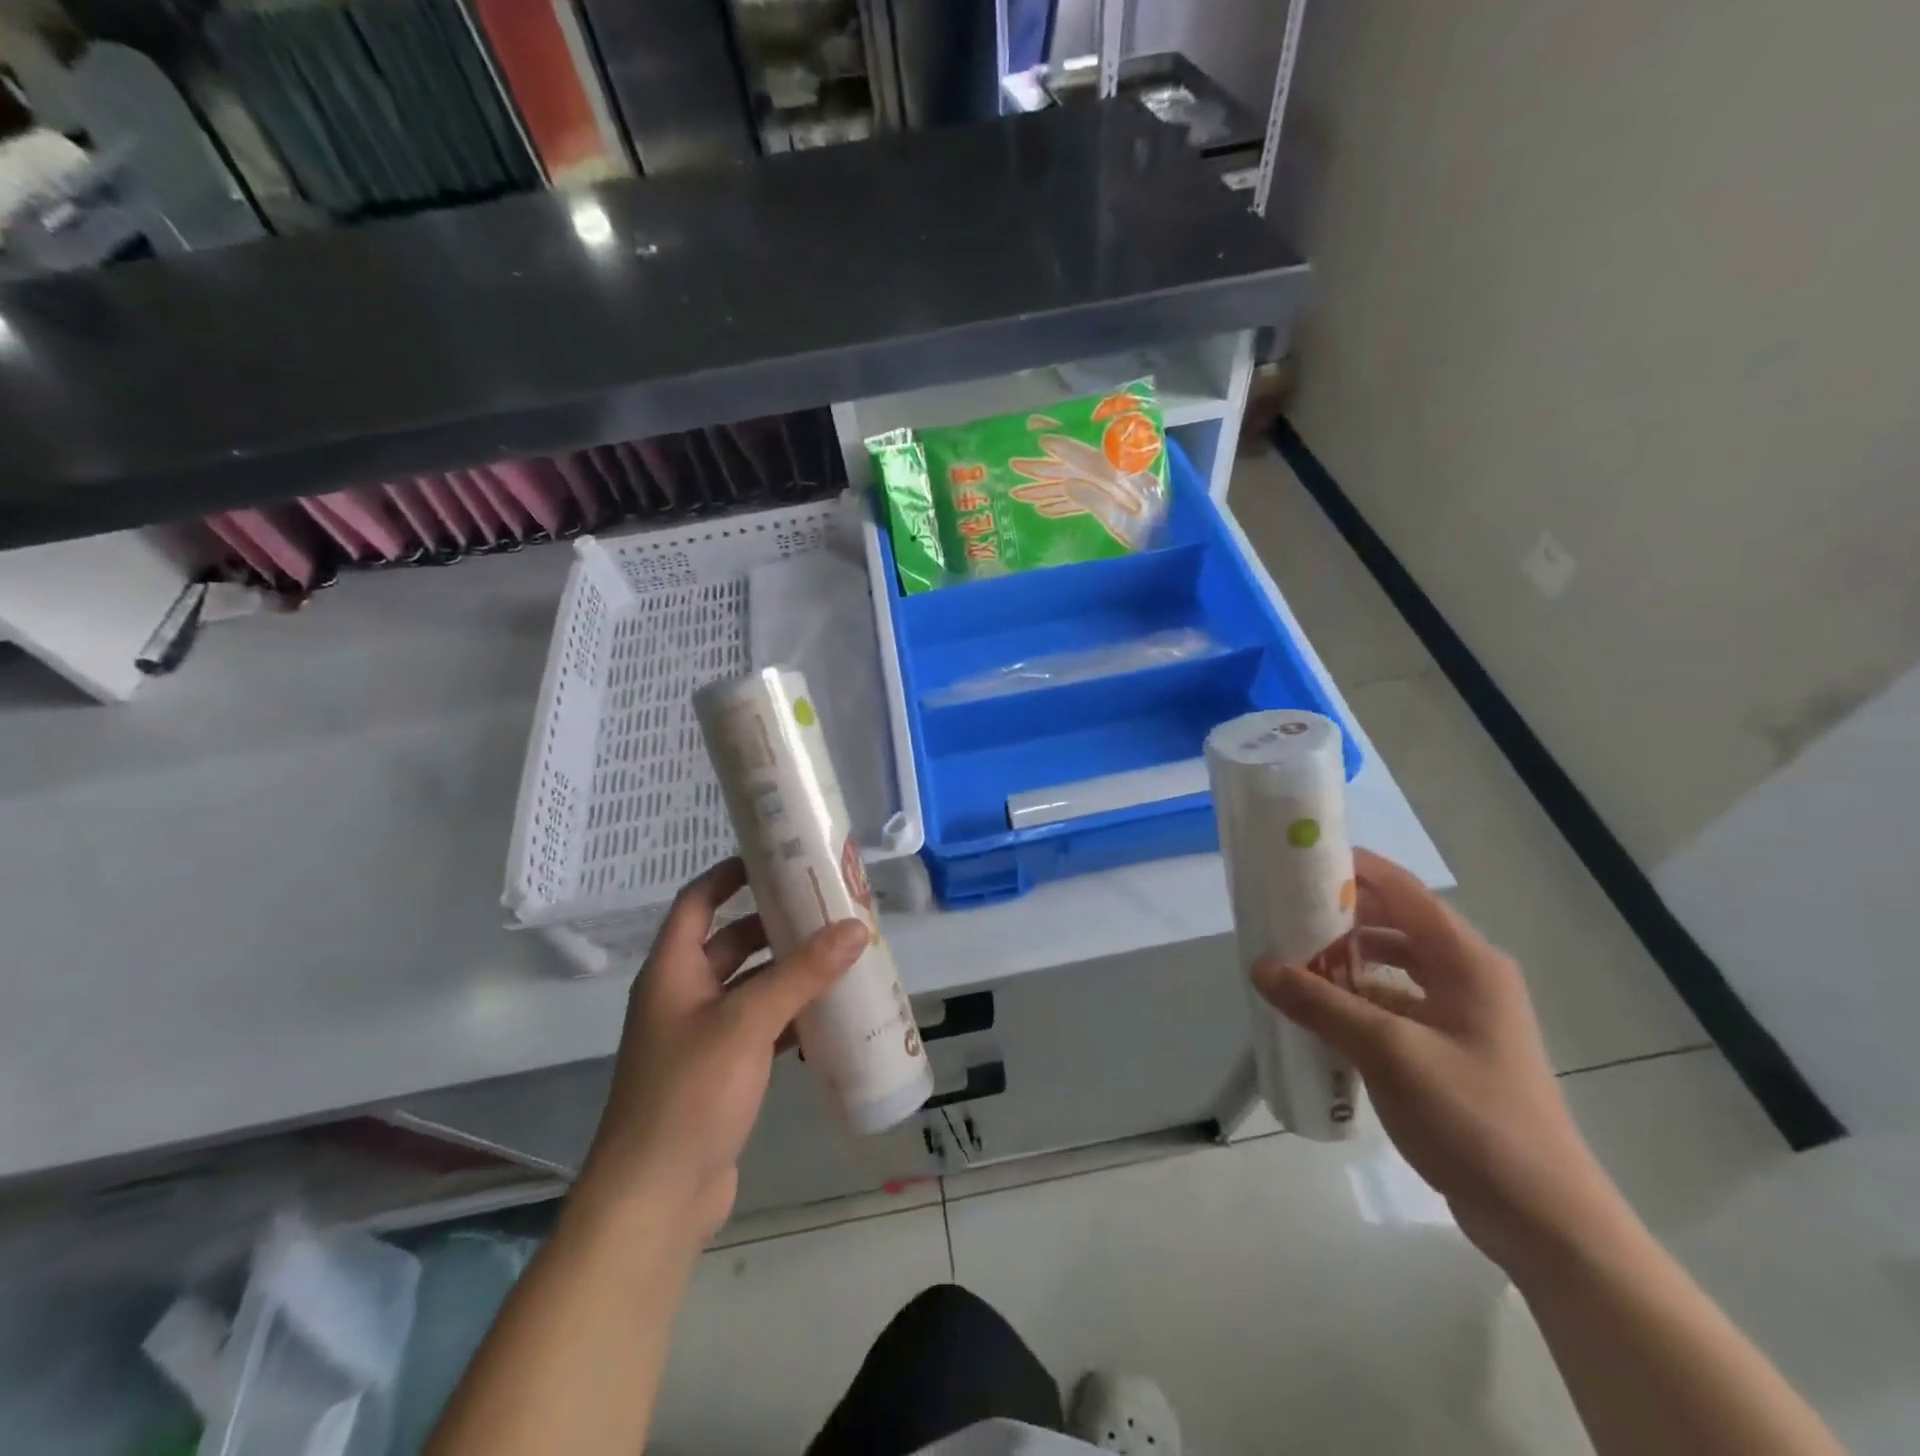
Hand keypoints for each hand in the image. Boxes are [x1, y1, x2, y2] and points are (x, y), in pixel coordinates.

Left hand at [571, 858, 868, 1247]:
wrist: (655, 1200)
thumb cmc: (689, 1094)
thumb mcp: (748, 1022)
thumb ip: (802, 973)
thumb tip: (856, 927)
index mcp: (673, 971)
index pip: (697, 902)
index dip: (729, 874)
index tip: (774, 857)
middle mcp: (684, 996)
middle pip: (731, 942)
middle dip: (775, 924)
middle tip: (826, 908)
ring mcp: (702, 1037)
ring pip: (751, 987)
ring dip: (789, 971)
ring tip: (839, 953)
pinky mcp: (722, 1073)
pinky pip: (761, 1028)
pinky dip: (791, 1016)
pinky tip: (829, 1014)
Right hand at [1251, 851, 1626, 1271]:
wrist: (1541, 1217)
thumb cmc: (1472, 1117)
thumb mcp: (1388, 1053)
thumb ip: (1321, 1004)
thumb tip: (1260, 967)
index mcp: (1466, 961)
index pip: (1402, 890)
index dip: (1352, 869)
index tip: (1296, 862)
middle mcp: (1466, 976)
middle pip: (1393, 925)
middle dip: (1338, 918)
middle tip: (1280, 914)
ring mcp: (1460, 1014)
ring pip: (1391, 967)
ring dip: (1343, 961)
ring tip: (1289, 961)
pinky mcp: (1449, 1048)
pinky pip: (1393, 1004)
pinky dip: (1355, 1000)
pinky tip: (1316, 1013)